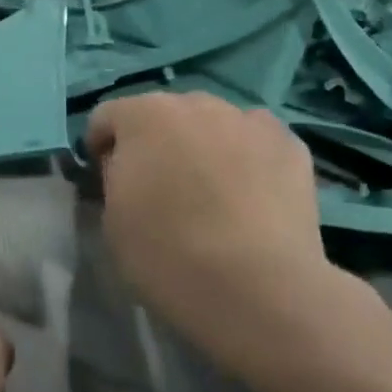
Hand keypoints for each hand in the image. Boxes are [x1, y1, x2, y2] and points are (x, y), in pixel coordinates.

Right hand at [84, 92, 359, 378]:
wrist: (258, 288)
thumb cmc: (167, 254)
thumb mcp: (112, 218)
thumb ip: (115, 177)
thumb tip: (128, 168)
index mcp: (142, 116)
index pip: (106, 117)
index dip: (101, 149)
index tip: (106, 184)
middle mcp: (195, 103)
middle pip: (164, 114)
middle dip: (156, 142)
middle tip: (161, 189)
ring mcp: (248, 120)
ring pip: (213, 124)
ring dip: (203, 145)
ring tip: (212, 193)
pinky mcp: (291, 145)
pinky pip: (255, 141)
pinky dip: (247, 158)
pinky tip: (251, 196)